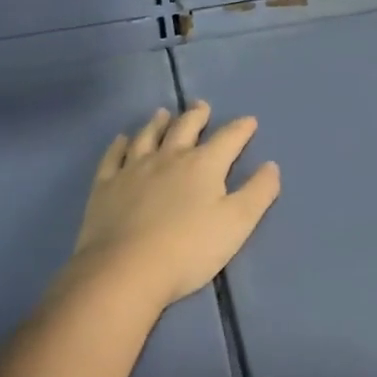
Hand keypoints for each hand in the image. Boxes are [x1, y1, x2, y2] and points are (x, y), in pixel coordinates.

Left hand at [66, 103, 280, 315]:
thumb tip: (271, 166)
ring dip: (158, 123)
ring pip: (148, 136)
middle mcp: (169, 157)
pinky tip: (121, 140)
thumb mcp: (237, 223)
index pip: (228, 138)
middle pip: (185, 127)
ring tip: (162, 114)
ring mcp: (133, 169)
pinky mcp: (105, 186)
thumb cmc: (189, 249)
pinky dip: (119, 145)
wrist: (125, 271)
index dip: (241, 128)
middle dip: (197, 115)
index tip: (250, 121)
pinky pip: (114, 157)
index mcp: (204, 165)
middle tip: (201, 106)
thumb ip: (258, 192)